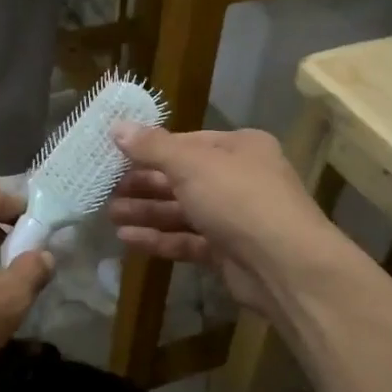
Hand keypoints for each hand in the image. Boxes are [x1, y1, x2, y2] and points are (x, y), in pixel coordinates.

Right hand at [106, 124, 341, 314]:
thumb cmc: (238, 199)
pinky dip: (159, 238)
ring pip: (182, 211)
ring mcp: (235, 218)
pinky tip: (127, 239)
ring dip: (146, 212)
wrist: (285, 265)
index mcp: (239, 148)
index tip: (115, 156)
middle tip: (106, 190)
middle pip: (182, 178)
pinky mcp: (228, 253)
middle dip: (144, 184)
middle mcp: (239, 178)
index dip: (149, 149)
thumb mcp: (191, 164)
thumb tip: (116, 126)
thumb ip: (151, 147)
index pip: (186, 142)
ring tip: (110, 215)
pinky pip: (187, 240)